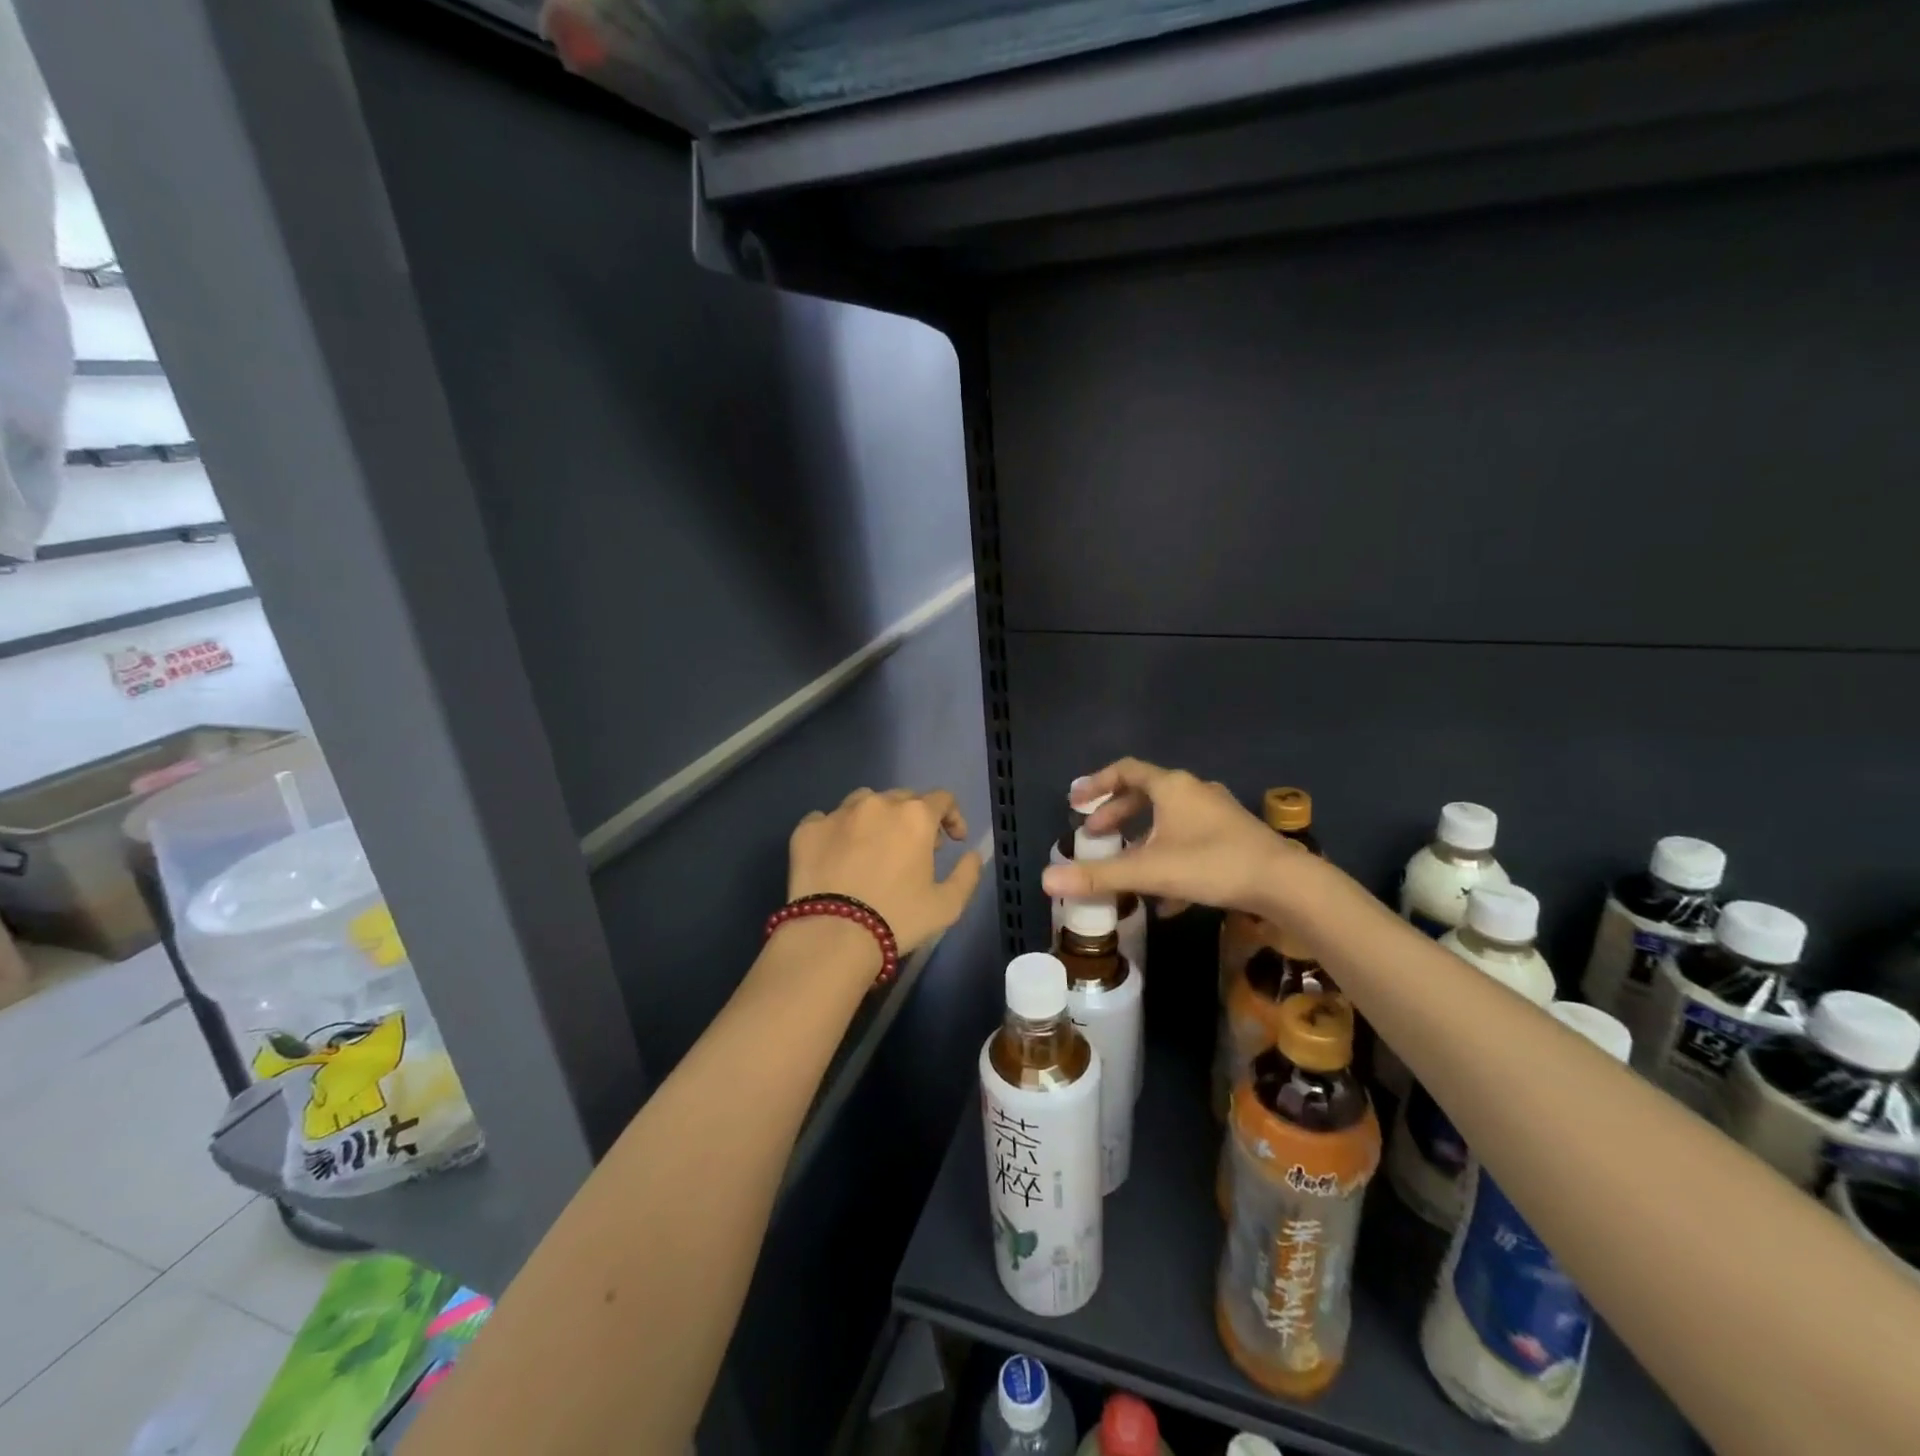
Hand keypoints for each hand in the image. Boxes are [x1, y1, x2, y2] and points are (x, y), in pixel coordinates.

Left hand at [788, 788, 983, 958]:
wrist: (832, 935)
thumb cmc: (897, 919)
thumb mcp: (948, 906)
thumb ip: (967, 875)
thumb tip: (971, 855)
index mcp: (915, 816)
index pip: (942, 799)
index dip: (952, 817)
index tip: (953, 840)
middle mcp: (877, 804)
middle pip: (903, 797)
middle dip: (914, 817)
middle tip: (915, 848)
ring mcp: (839, 813)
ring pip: (864, 801)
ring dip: (876, 817)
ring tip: (874, 845)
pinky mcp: (808, 829)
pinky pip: (826, 818)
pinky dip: (837, 830)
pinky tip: (838, 853)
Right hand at [1043, 758, 1305, 914]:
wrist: (1285, 883)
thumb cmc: (1212, 864)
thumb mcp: (1150, 871)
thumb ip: (1099, 876)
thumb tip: (1045, 881)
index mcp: (1172, 787)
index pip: (1126, 770)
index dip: (1097, 783)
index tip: (1075, 801)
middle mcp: (1194, 792)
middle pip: (1146, 795)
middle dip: (1116, 814)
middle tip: (1094, 834)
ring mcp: (1217, 814)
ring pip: (1169, 820)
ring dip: (1142, 838)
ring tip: (1125, 864)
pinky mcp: (1234, 838)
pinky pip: (1191, 841)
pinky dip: (1170, 858)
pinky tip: (1165, 898)